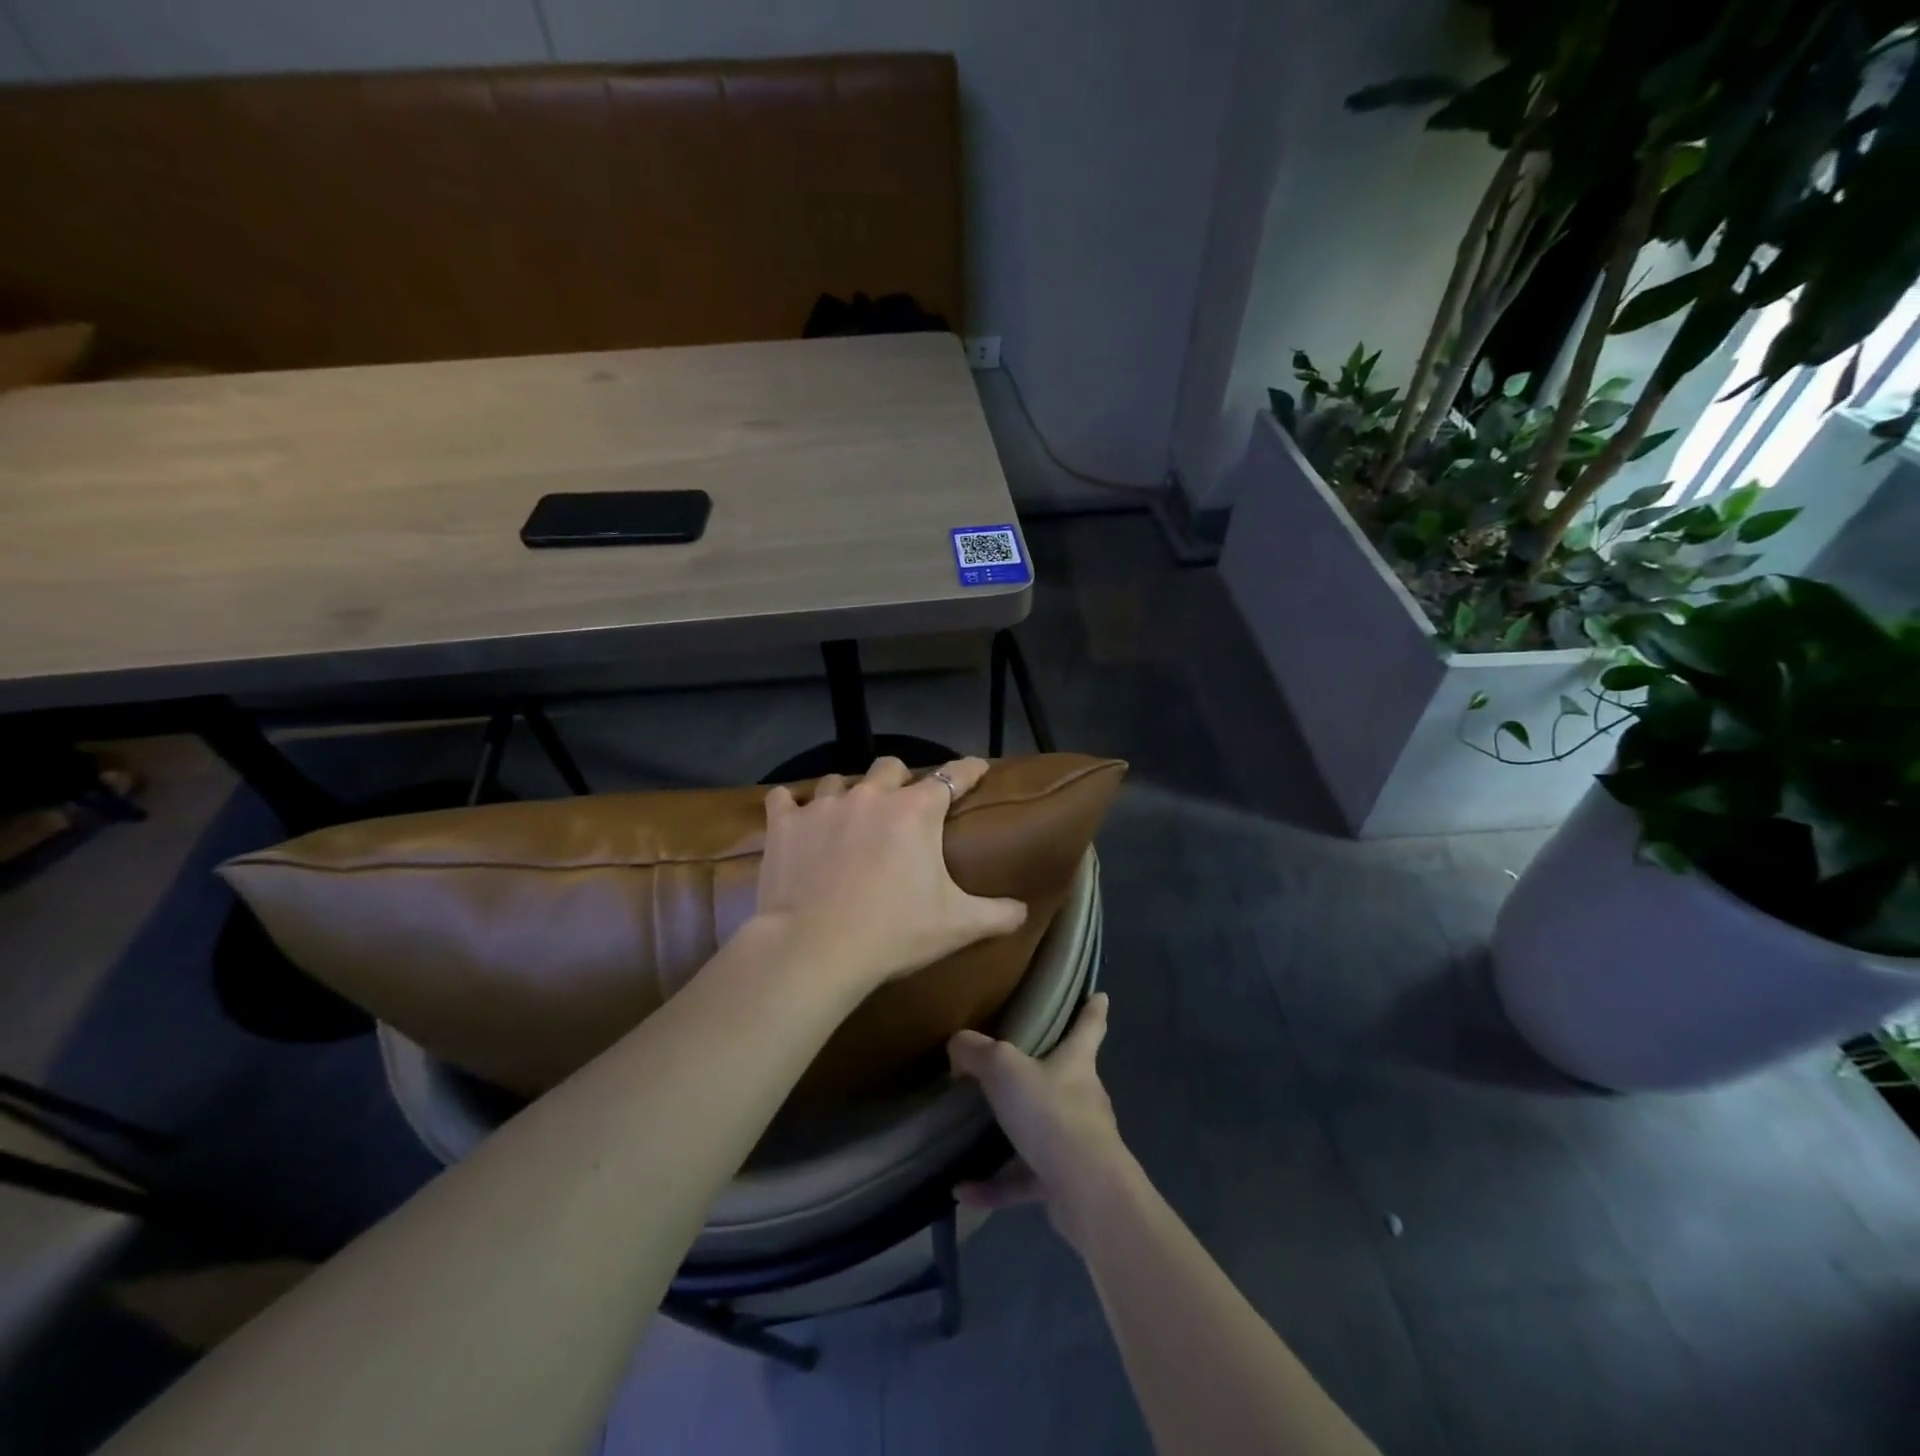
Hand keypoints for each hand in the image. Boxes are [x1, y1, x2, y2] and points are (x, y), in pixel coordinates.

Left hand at [752, 756, 1027, 995]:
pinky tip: (793, 816)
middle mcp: (872, 796)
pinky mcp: (785, 824)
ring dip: (848, 793)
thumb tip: (1023, 911)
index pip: (952, 776)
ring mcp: (824, 806)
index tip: (976, 766)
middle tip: (901, 804)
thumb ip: (997, 914)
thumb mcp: (957, 926)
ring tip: (848, 816)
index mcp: (916, 811)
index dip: (968, 770)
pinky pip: (784, 799)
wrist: (815, 949)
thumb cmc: (893, 932)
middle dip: (899, 779)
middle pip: (890, 766)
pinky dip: (791, 806)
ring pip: (838, 780)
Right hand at [947, 993, 1134, 1249]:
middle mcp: (1082, 1098)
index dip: (1093, 1009)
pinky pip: (1023, 1179)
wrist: (1085, 1190)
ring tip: (973, 1134)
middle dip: (1048, 1071)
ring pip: (1043, 1131)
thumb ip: (976, 1051)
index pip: (1089, 1027)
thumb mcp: (1004, 1069)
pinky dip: (995, 1184)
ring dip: (1012, 1134)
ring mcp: (1077, 1143)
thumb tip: (958, 1045)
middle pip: (1068, 1077)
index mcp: (1076, 1063)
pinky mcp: (1065, 1183)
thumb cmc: (1051, 1113)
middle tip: (1016, 1067)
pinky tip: (961, 1188)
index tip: (1100, 996)